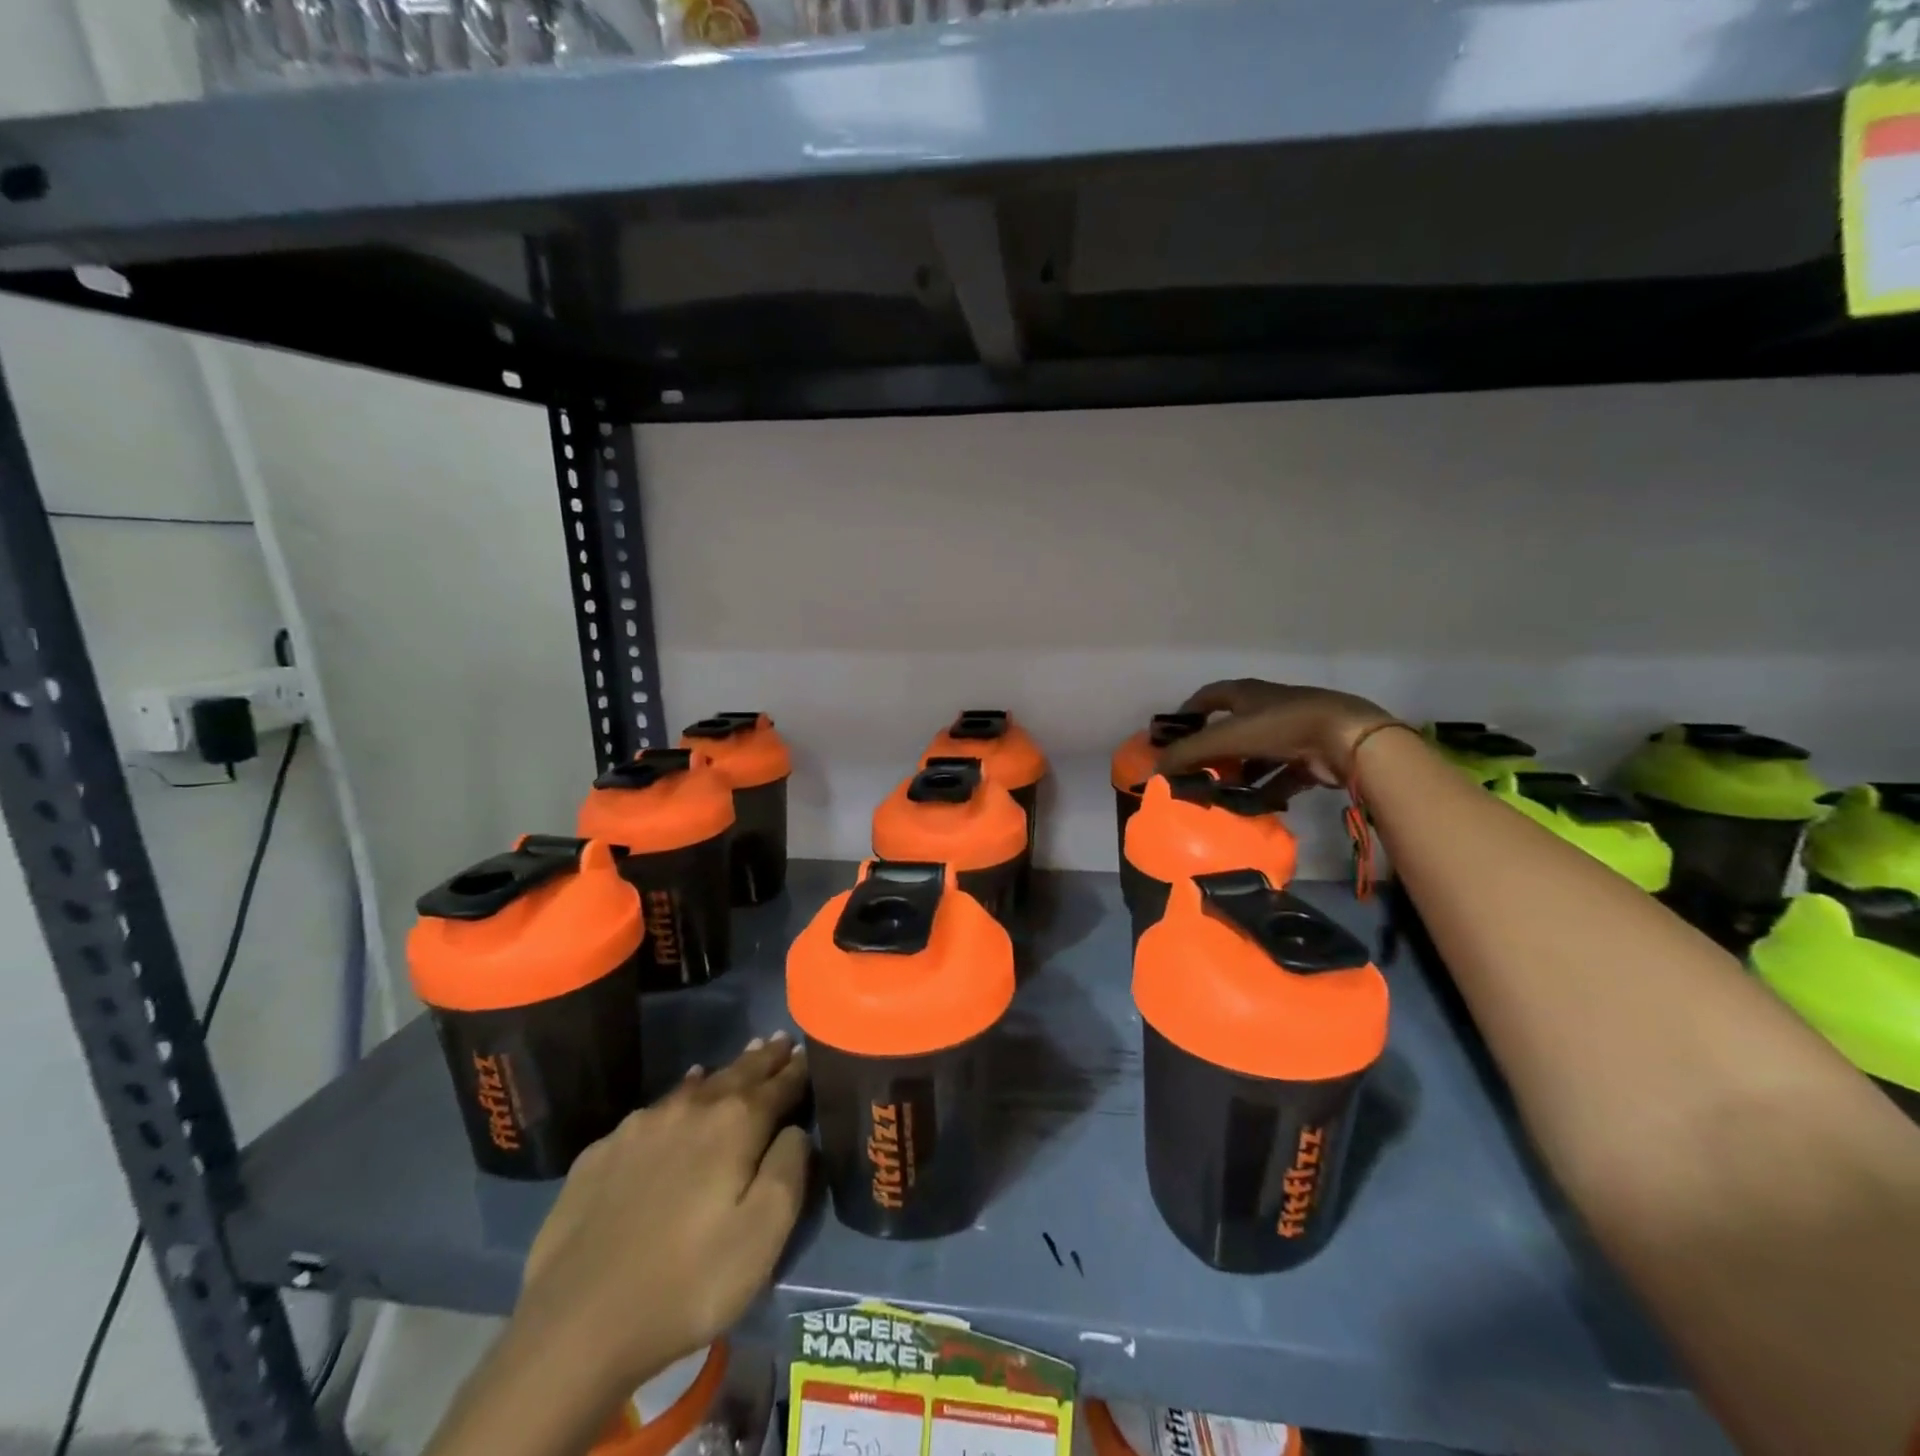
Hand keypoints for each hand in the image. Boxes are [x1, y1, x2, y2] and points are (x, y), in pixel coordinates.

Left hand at [514, 1035, 810, 1392]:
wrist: (574, 1327)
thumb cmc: (687, 1283)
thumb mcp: (763, 1234)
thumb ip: (790, 1168)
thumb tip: (796, 1130)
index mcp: (736, 1123)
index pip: (779, 1084)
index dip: (797, 1070)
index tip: (809, 1051)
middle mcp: (691, 1108)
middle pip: (738, 1074)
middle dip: (763, 1058)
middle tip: (780, 1040)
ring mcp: (641, 1126)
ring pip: (696, 1086)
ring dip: (724, 1073)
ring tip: (741, 1059)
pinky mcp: (602, 1152)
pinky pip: (656, 1109)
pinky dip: (680, 1096)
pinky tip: (681, 1097)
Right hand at [1159, 679, 1397, 787]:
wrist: (1346, 740)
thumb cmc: (1281, 727)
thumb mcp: (1226, 738)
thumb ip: (1188, 753)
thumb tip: (1153, 769)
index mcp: (1248, 694)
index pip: (1210, 696)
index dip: (1189, 712)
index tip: (1172, 733)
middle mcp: (1268, 710)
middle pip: (1232, 730)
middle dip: (1213, 752)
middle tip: (1193, 773)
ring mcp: (1292, 734)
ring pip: (1256, 757)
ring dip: (1238, 775)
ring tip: (1218, 797)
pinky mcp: (1310, 759)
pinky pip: (1280, 778)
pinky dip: (1265, 792)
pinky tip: (1252, 808)